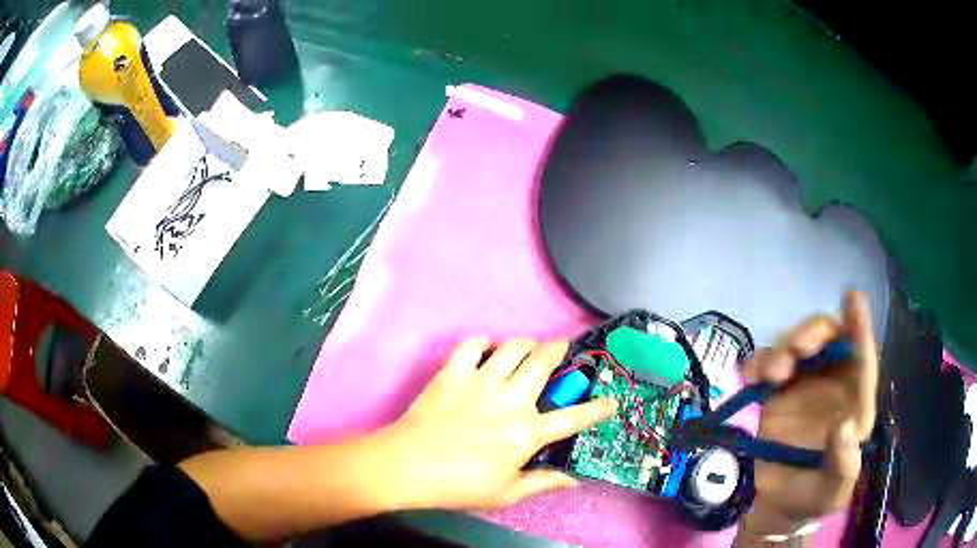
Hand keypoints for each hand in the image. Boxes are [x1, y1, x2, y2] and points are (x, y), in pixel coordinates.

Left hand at [376, 338, 617, 510]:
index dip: (597, 409)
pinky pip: (472, 345)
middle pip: (543, 362)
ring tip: (527, 349)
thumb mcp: (506, 493)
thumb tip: (573, 480)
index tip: (611, 401)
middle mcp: (511, 399)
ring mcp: (481, 381)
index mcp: (527, 432)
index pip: (573, 418)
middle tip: (562, 345)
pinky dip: (483, 344)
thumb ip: (543, 483)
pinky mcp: (453, 372)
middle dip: (558, 348)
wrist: (409, 465)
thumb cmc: (459, 484)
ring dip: (525, 343)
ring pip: (513, 347)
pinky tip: (485, 351)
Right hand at [740, 291, 878, 537]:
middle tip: (798, 349)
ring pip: (797, 347)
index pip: (862, 360)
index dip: (860, 328)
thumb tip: (844, 426)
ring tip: (772, 373)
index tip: (853, 298)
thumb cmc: (810, 498)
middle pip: (829, 341)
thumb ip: (843, 464)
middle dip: (815, 332)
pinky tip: (753, 375)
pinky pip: (766, 365)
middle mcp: (831, 386)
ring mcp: (801, 388)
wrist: (772, 509)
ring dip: (785, 348)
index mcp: (854, 404)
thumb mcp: (832, 491)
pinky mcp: (773, 395)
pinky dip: (759, 361)